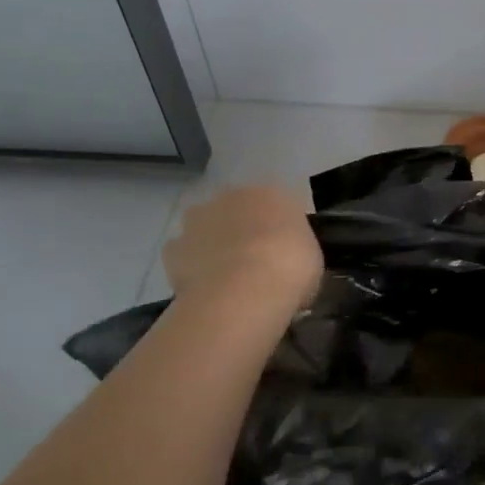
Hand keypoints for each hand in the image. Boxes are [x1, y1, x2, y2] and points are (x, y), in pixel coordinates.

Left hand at [163, 185, 322, 317]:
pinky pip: (183, 255)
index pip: (276, 203)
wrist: (244, 291)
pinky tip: (203, 288)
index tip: (282, 251)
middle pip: (236, 209)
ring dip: (211, 244)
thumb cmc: (291, 267)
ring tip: (224, 278)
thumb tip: (284, 264)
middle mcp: (232, 197)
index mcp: (272, 193)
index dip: (278, 228)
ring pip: (205, 227)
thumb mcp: (311, 258)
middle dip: (241, 230)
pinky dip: (190, 267)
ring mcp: (198, 219)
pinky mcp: (172, 247)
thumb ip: (295, 251)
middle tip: (253, 262)